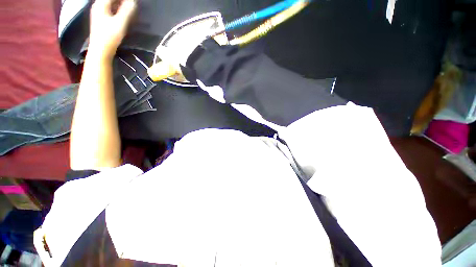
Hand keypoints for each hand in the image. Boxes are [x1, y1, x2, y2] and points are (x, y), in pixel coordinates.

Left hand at [88, 0, 135, 60]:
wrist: (101, 50)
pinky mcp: (101, 20)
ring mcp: (99, 13)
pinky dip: (117, 9)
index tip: (133, 1)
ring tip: (129, 7)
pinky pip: (109, 9)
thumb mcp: (120, 23)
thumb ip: (127, 11)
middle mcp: (98, 6)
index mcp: (101, 4)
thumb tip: (133, 1)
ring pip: (110, 4)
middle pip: (110, 0)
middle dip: (121, 1)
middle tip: (131, 4)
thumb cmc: (109, 37)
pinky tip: (122, 13)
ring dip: (119, 4)